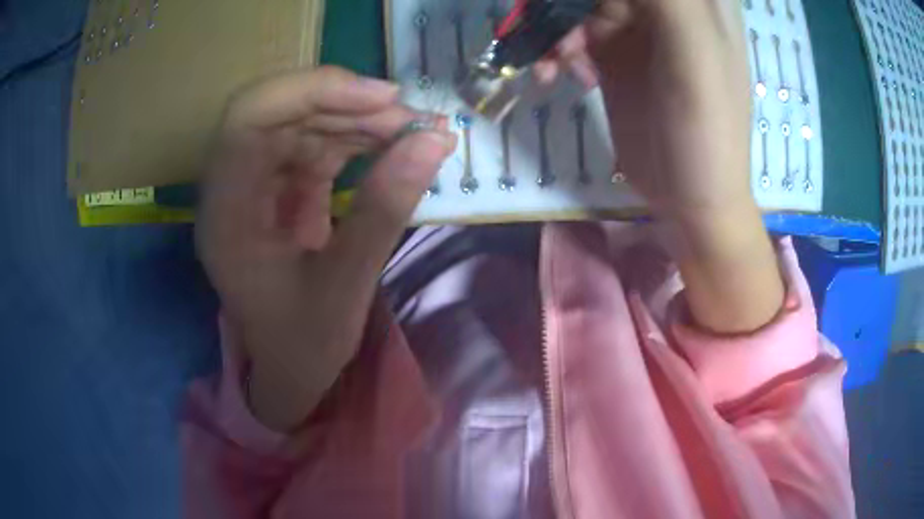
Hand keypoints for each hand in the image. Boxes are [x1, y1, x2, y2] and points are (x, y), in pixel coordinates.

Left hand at [197, 66, 455, 430]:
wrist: (290, 367)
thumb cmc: (303, 344)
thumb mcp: (346, 287)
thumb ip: (385, 211)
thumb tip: (435, 140)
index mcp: (227, 215)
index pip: (248, 120)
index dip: (311, 92)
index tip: (382, 99)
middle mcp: (232, 187)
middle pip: (277, 111)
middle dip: (346, 103)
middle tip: (412, 117)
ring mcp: (256, 184)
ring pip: (302, 121)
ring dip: (358, 117)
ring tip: (415, 129)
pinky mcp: (280, 186)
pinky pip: (316, 143)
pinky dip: (357, 136)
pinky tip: (394, 143)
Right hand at [537, 1, 783, 332]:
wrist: (690, 199)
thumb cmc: (706, 131)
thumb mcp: (695, 54)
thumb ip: (668, 1)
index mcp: (697, 0)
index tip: (577, 10)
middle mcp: (666, 8)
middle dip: (567, 5)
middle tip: (552, 32)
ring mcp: (637, 28)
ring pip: (580, 5)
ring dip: (554, 27)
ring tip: (552, 65)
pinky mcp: (614, 53)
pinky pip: (572, 32)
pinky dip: (556, 49)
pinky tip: (555, 75)